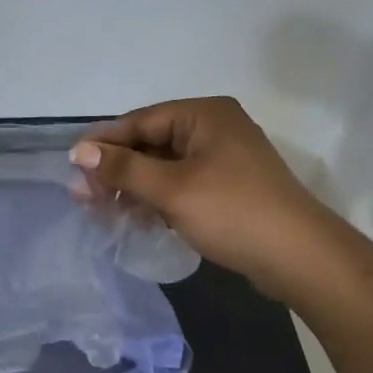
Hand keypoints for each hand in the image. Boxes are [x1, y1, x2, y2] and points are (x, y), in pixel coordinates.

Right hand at [68, 97, 340, 292]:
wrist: (300, 258)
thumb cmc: (233, 213)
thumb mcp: (171, 189)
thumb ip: (123, 168)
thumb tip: (78, 151)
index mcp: (203, 115)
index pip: (139, 122)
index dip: (103, 145)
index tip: (72, 169)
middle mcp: (213, 128)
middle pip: (150, 144)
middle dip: (116, 171)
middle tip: (84, 198)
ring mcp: (223, 158)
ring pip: (163, 167)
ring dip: (133, 188)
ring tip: (102, 212)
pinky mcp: (227, 186)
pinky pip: (180, 184)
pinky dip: (156, 199)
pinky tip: (134, 219)